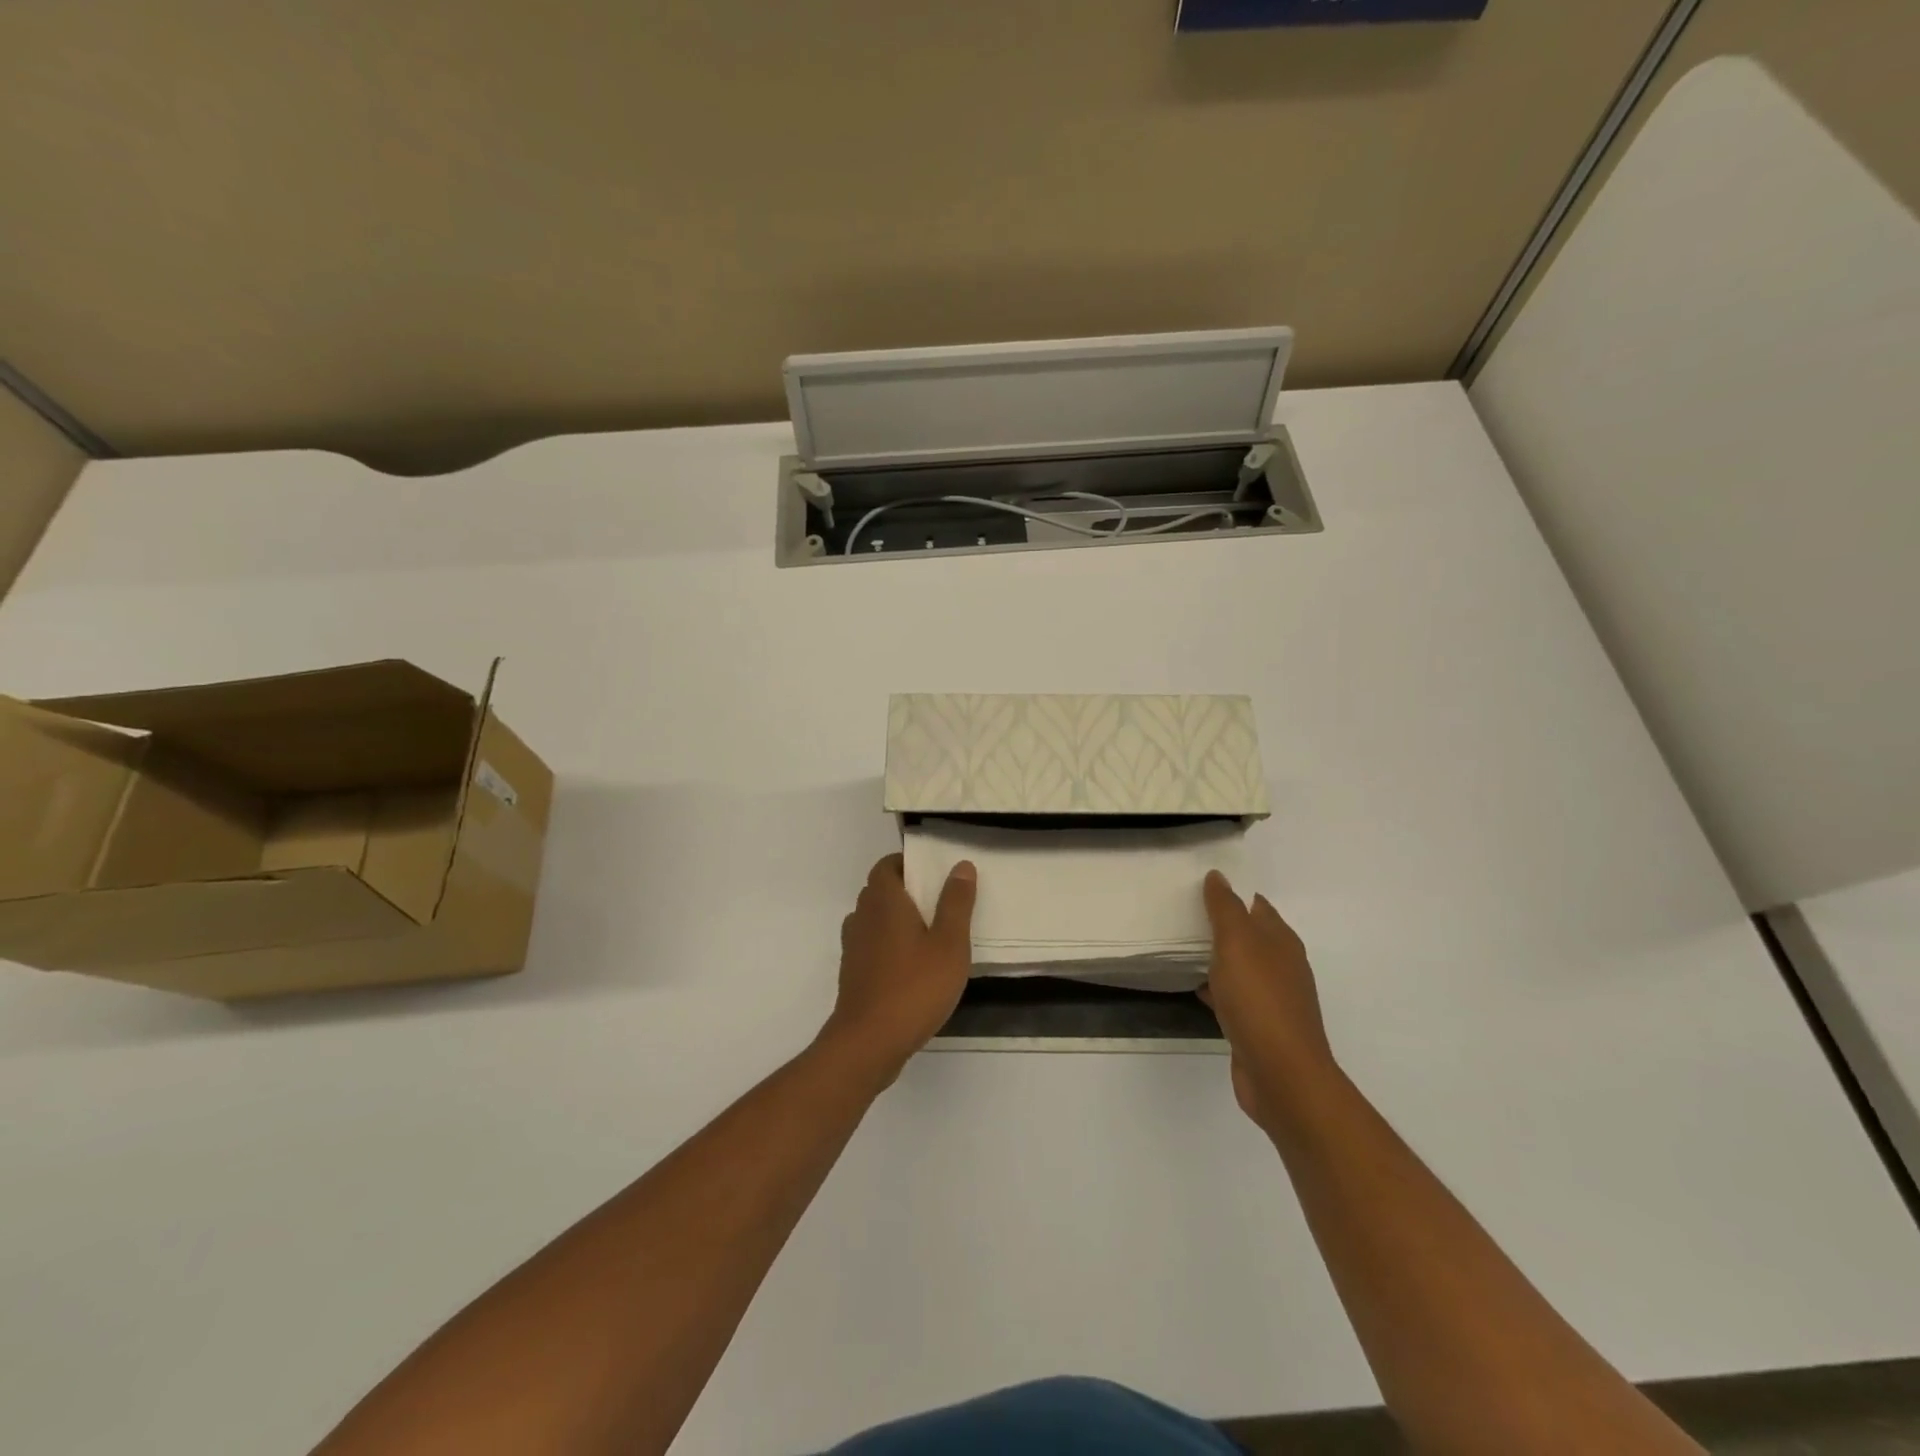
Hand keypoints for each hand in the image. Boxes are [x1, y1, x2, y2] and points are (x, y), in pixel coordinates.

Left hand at [821, 853, 976, 1083]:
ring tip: (927, 932)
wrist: (868, 1042)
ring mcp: (853, 947)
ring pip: (873, 918)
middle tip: (938, 901)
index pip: (886, 866)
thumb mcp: (949, 944)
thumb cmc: (914, 987)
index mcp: (885, 902)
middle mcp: (863, 917)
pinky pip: (870, 944)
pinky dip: (887, 944)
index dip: (906, 863)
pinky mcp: (852, 973)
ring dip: (895, 918)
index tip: (932, 872)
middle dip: (904, 889)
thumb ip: (956, 903)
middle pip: (879, 890)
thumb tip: (961, 866)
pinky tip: (911, 964)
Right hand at [1200, 871, 1336, 1130]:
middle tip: (1186, 914)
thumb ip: (1225, 909)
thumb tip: (1218, 876)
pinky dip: (1217, 989)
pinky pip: (1235, 997)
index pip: (1258, 907)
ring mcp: (1274, 999)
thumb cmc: (1259, 1000)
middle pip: (1252, 937)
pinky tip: (1197, 990)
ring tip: (1184, 948)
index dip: (1235, 895)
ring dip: (1219, 958)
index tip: (1202, 888)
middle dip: (1225, 925)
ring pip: (1242, 968)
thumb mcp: (1237, 943)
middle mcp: (1283, 967)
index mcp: (1282, 942)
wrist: (1281, 1074)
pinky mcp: (1261, 1028)